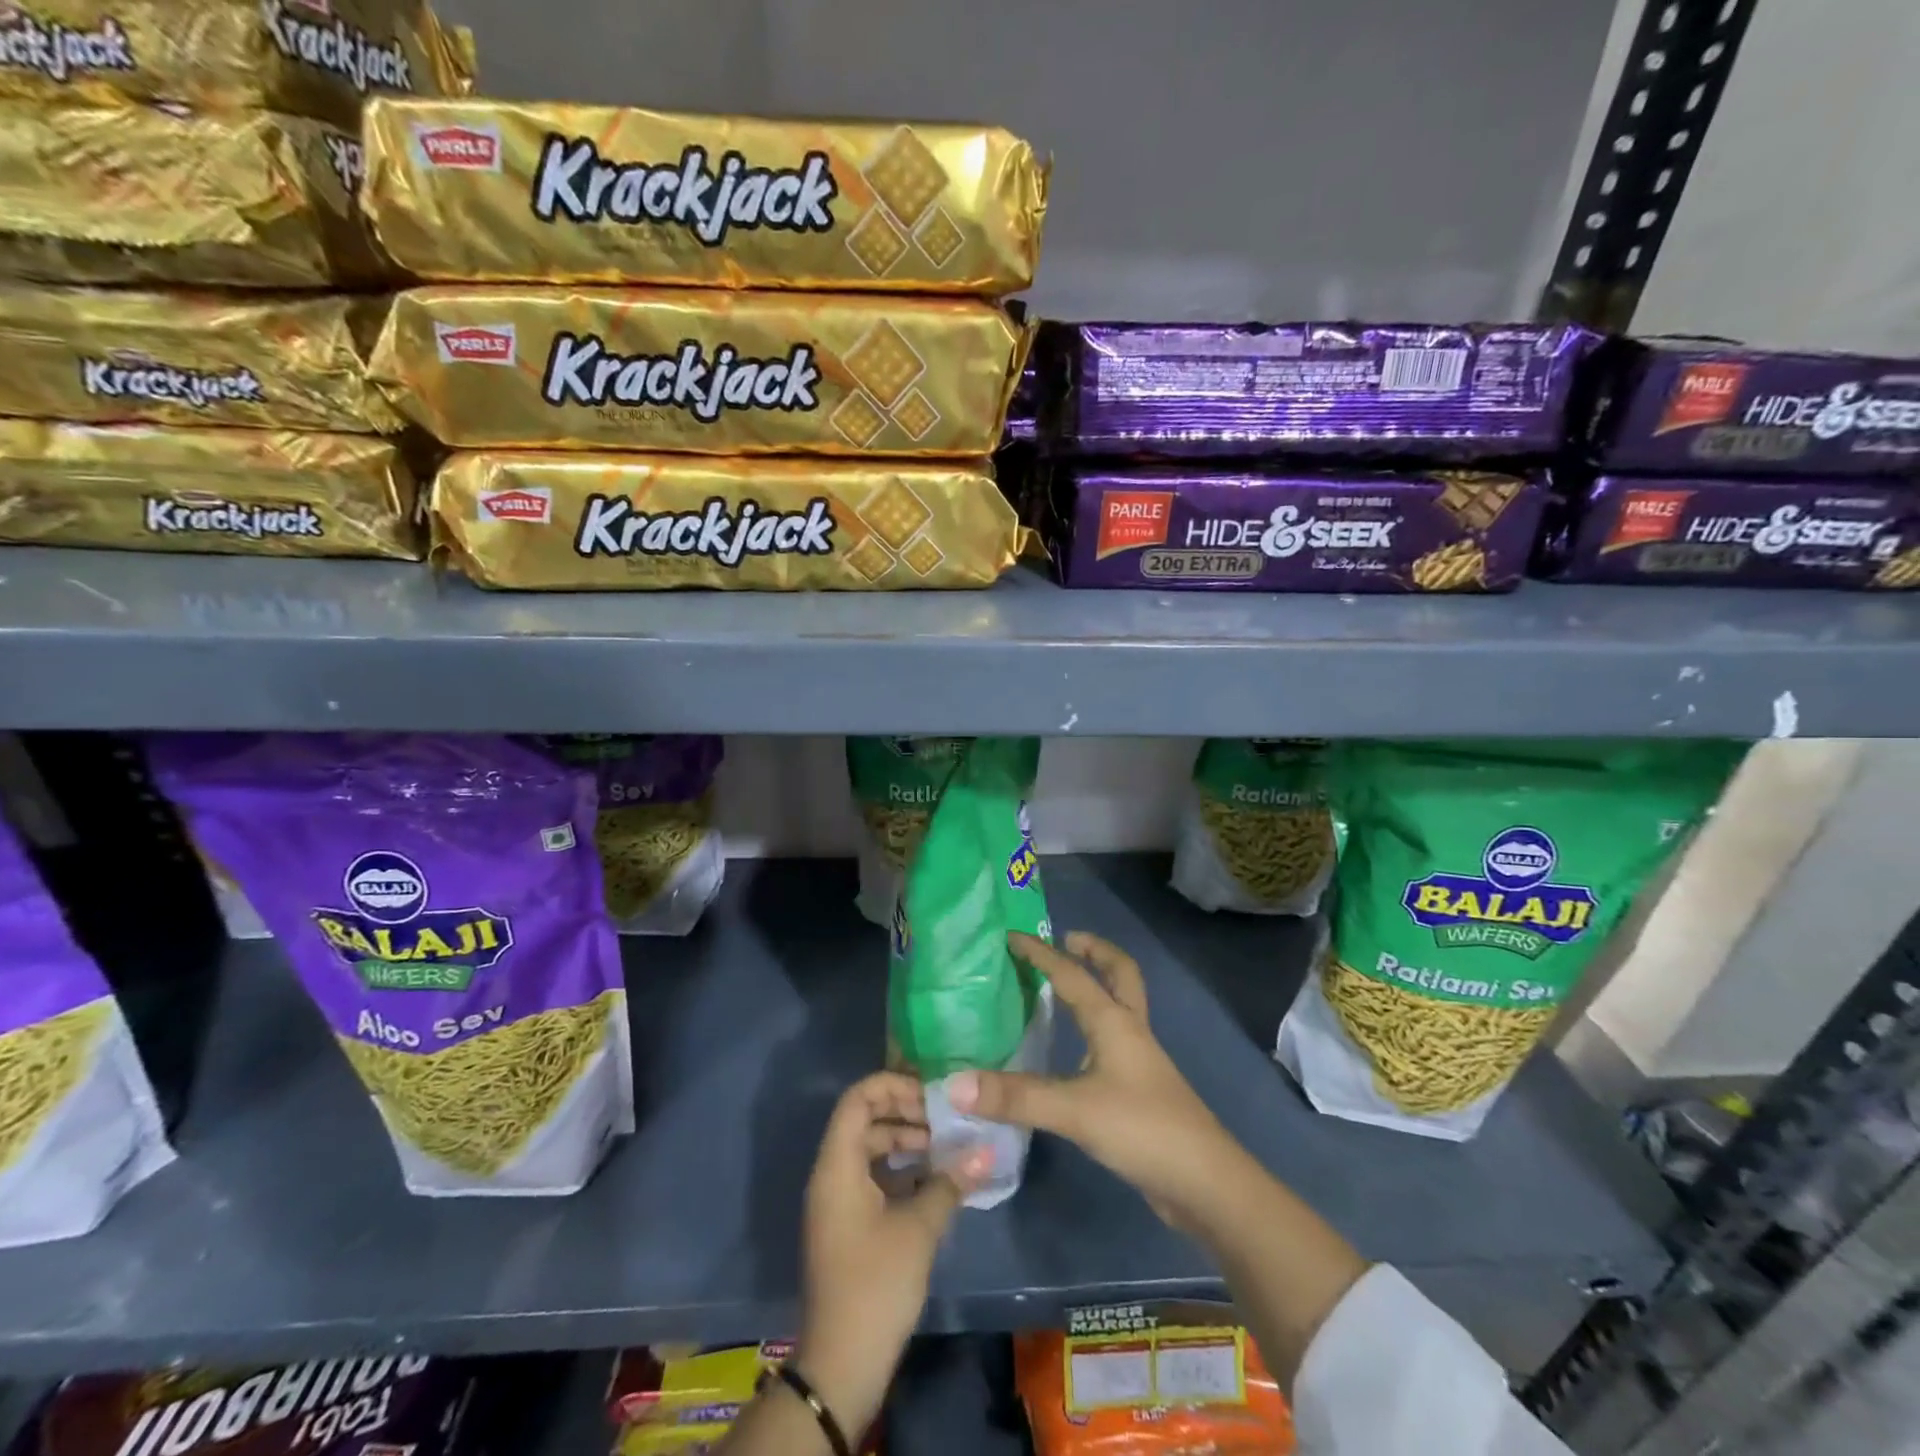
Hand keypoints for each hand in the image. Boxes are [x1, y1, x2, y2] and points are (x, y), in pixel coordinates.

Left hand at [796, 1072, 988, 1436]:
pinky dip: (901, 1171)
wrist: (842, 1365)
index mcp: (837, 1165)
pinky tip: (935, 1180)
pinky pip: (872, 1177)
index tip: (931, 1095)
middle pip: (865, 1121)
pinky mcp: (848, 1224)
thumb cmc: (876, 1284)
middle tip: (947, 1121)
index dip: (893, 1086)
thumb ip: (950, 1182)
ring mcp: (838, 1201)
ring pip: (870, 1150)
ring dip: (906, 1143)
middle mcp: (831, 1174)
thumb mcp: (919, 1228)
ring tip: (947, 1148)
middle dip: (906, 1114)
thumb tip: (986, 1149)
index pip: (858, 1098)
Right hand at [947, 931, 1241, 1228]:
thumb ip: (1015, 1097)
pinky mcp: (1141, 1090)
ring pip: (1120, 1007)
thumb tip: (954, 1084)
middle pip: (1121, 974)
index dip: (1041, 954)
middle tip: (1068, 940)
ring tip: (1063, 989)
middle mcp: (1129, 1031)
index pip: (1073, 975)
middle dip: (1096, 951)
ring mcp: (1140, 1062)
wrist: (1205, 1184)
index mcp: (1114, 1022)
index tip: (1011, 937)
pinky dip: (1096, 1028)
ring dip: (1099, 987)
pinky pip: (1115, 1041)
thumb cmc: (1142, 1129)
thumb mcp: (1074, 1110)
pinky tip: (1075, 1052)